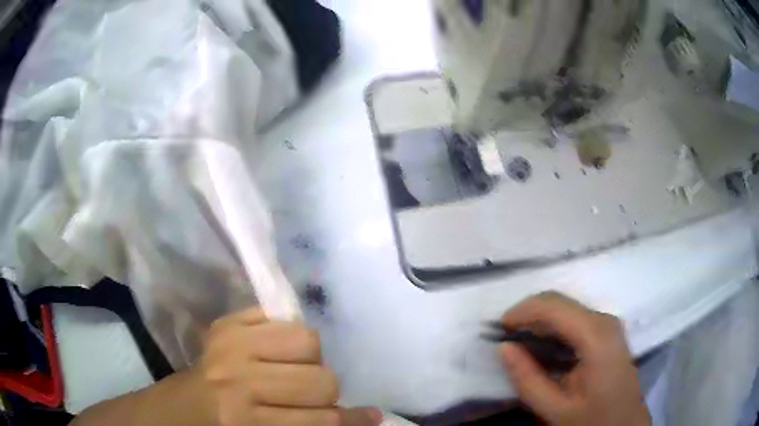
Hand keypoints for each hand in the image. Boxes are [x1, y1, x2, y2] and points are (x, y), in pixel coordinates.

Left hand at [200, 307, 381, 425]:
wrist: (186, 403)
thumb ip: (314, 424)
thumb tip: (370, 415)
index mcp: (246, 420)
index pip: (321, 419)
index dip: (349, 420)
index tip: (366, 418)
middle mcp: (238, 381)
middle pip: (321, 380)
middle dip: (326, 391)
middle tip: (310, 395)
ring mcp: (230, 345)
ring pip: (308, 341)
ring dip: (312, 360)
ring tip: (295, 369)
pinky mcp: (226, 323)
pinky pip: (281, 317)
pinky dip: (291, 335)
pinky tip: (280, 349)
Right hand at [499, 292, 650, 425]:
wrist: (625, 423)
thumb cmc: (593, 419)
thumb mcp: (556, 408)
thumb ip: (528, 379)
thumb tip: (503, 347)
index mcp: (595, 336)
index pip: (553, 305)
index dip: (522, 311)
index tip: (497, 329)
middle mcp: (604, 320)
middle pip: (560, 302)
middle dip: (528, 315)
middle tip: (505, 339)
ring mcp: (608, 324)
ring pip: (566, 309)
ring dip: (539, 322)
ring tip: (518, 345)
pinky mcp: (607, 332)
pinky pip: (574, 320)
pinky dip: (552, 329)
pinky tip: (542, 349)